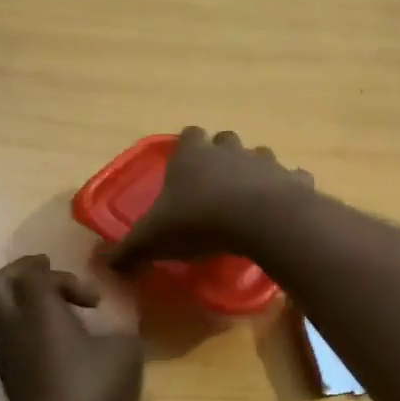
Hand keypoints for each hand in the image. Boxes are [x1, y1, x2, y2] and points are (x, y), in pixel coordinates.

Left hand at [0, 255, 143, 400]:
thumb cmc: (94, 392)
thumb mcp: (125, 353)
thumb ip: (122, 330)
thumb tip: (119, 328)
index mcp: (38, 312)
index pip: (34, 274)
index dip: (64, 276)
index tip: (94, 300)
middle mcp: (14, 328)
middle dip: (22, 271)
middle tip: (49, 271)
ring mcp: (7, 356)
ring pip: (0, 312)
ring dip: (25, 301)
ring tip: (59, 310)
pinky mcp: (10, 379)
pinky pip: (10, 337)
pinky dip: (27, 327)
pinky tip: (58, 343)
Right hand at [108, 128, 313, 271]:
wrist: (258, 221)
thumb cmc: (198, 222)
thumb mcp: (153, 240)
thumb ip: (129, 250)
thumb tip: (106, 264)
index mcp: (192, 156)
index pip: (188, 135)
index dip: (186, 149)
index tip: (184, 169)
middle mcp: (229, 150)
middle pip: (225, 140)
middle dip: (222, 156)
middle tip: (216, 186)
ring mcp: (264, 161)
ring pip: (259, 156)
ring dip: (254, 172)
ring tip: (249, 200)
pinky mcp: (294, 179)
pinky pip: (293, 178)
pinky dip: (288, 189)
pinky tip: (283, 208)